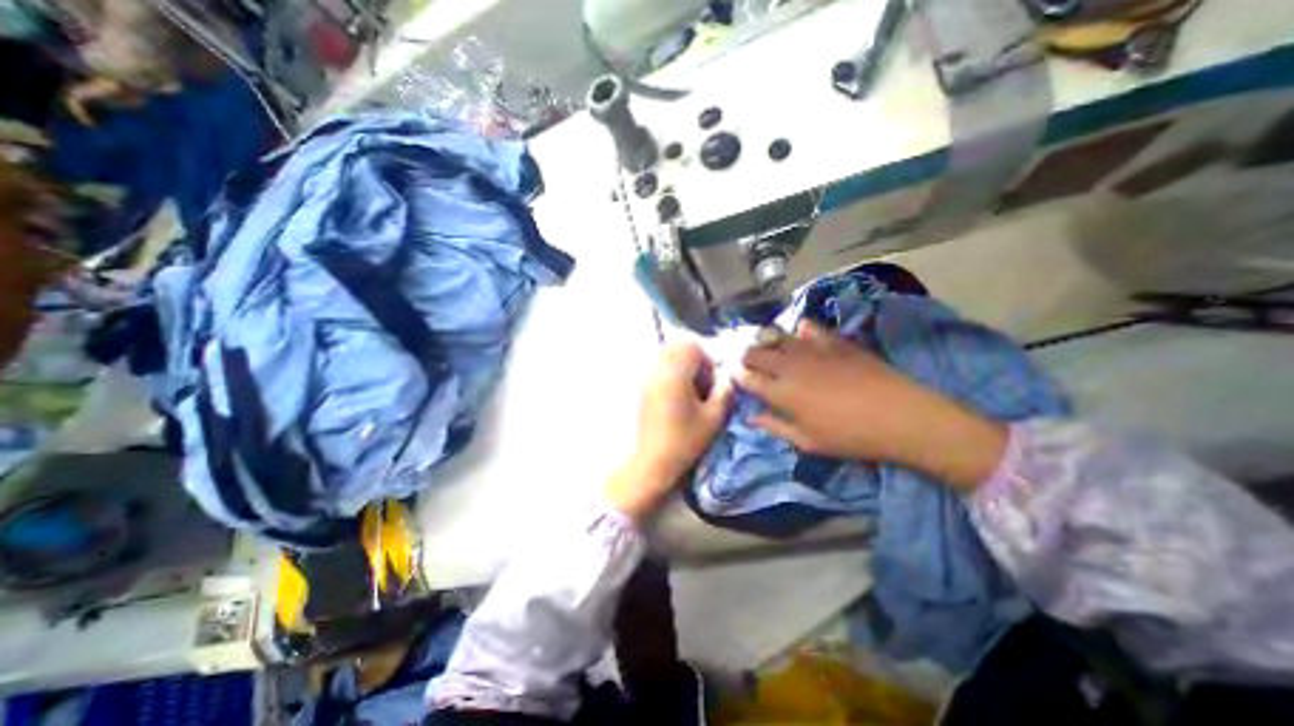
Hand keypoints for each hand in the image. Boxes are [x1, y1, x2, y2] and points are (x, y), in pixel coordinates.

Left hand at [606, 342, 730, 517]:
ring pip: (667, 355)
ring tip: (690, 392)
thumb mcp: (714, 418)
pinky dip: (671, 374)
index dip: (706, 358)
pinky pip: (658, 367)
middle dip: (694, 359)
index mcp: (675, 373)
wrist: (651, 461)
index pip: (691, 344)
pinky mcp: (642, 387)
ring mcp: (646, 377)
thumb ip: (724, 391)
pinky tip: (677, 398)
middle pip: (677, 346)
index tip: (711, 380)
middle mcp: (657, 369)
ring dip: (682, 366)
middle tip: (702, 384)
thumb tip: (727, 377)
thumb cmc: (684, 440)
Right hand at [732, 320, 1005, 492]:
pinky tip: (800, 335)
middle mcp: (789, 365)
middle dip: (746, 357)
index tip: (735, 377)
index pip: (747, 377)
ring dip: (767, 343)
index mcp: (780, 392)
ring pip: (777, 338)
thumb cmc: (850, 436)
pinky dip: (800, 331)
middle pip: (756, 353)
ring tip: (768, 350)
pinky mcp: (834, 341)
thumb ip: (774, 426)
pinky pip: (809, 328)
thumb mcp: (807, 441)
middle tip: (748, 364)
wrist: (900, 416)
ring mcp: (812, 349)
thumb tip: (750, 417)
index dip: (737, 375)